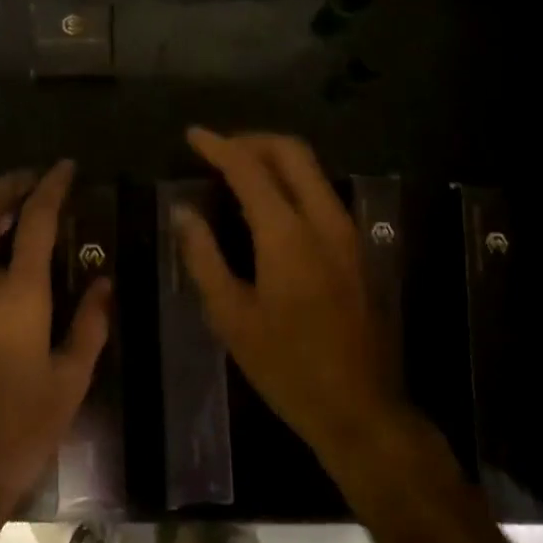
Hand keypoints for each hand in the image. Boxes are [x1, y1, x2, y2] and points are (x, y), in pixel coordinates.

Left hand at [0, 161, 109, 542]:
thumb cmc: (19, 430)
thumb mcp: (70, 380)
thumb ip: (89, 324)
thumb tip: (103, 282)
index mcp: (16, 296)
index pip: (35, 222)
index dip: (51, 187)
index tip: (66, 167)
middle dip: (7, 185)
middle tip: (35, 179)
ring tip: (16, 207)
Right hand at [173, 128, 406, 464]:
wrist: (360, 408)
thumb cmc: (286, 367)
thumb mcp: (232, 317)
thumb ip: (204, 257)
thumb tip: (183, 212)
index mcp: (288, 235)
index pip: (249, 169)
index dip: (218, 146)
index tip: (192, 135)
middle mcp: (323, 220)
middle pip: (292, 152)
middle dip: (252, 140)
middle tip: (217, 149)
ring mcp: (346, 232)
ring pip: (311, 170)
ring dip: (273, 158)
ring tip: (236, 171)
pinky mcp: (356, 248)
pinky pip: (320, 193)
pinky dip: (290, 181)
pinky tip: (266, 205)